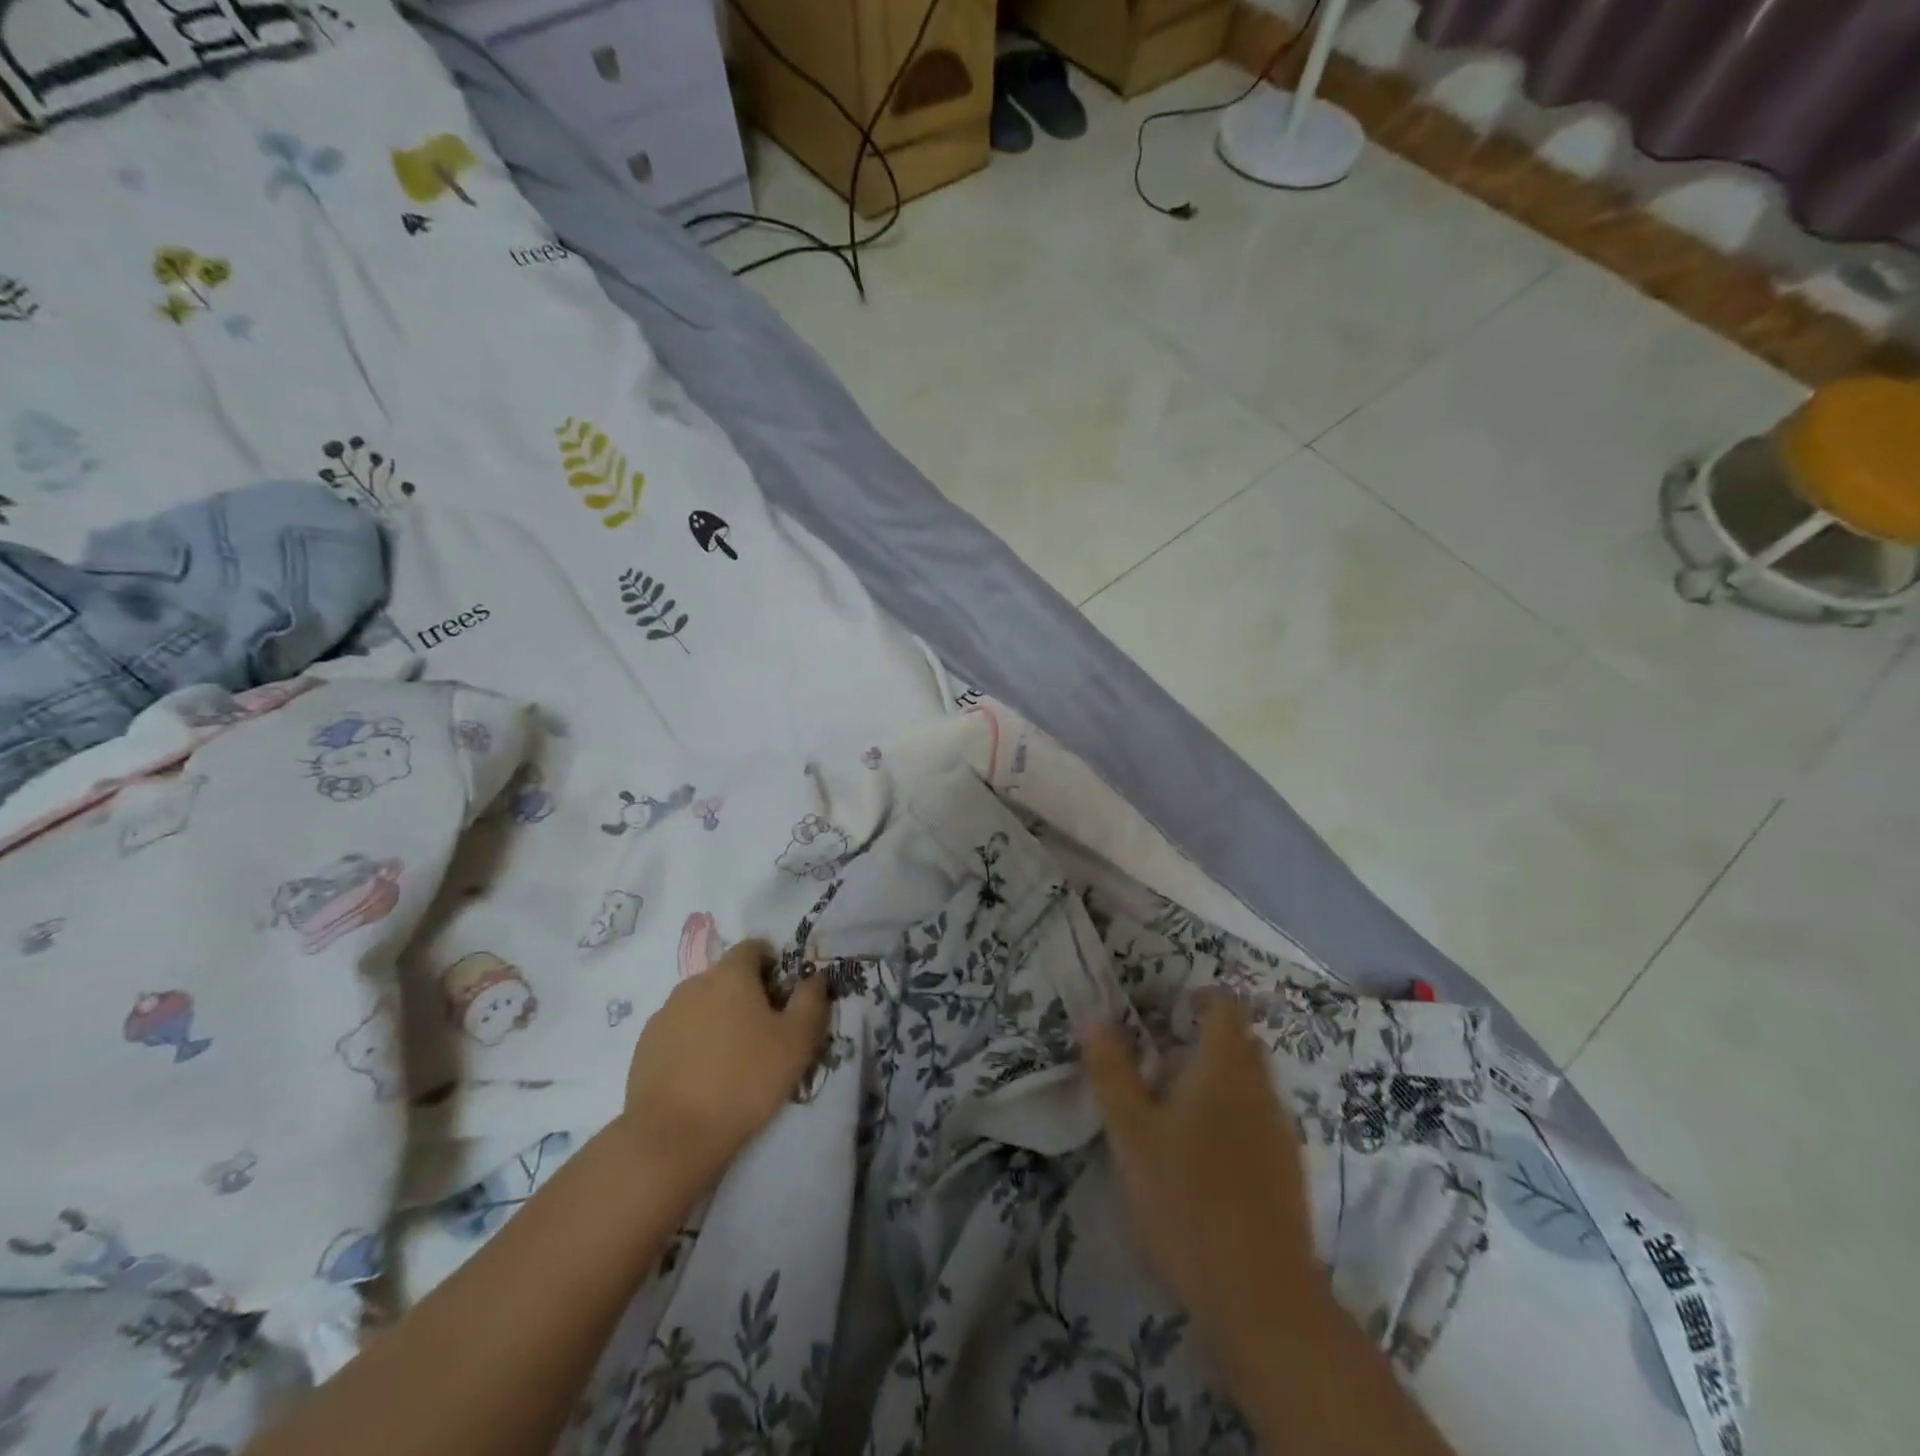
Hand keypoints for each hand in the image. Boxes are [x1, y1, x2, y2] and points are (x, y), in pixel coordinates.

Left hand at [616, 939, 828, 1191]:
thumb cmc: (745, 1081)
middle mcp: (694, 983)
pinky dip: (693, 1042)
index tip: (783, 997)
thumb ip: (811, 1000)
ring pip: (701, 1004)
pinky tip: (703, 1076)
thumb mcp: (797, 1042)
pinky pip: (679, 1031)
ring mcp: (664, 1014)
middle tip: (764, 1033)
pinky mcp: (645, 1046)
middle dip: (746, 994)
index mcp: (730, 974)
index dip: (773, 965)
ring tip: (732, 1059)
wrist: (672, 1137)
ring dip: (718, 1018)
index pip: (753, 947)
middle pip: (727, 976)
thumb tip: (815, 976)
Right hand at [1081, 994, 1318, 1345]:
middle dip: (1201, 1044)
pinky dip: (1230, 1121)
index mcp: (1224, 1067)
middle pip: (1238, 1045)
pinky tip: (1201, 1162)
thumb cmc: (1185, 1198)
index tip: (1166, 1011)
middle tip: (1156, 1066)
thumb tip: (1094, 1017)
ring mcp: (1280, 1133)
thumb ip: (1112, 1071)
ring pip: (1249, 1086)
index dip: (1199, 998)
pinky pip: (1257, 1123)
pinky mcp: (1287, 1173)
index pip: (1225, 1007)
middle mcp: (1260, 1089)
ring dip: (1215, 1085)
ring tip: (1171, 1116)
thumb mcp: (1131, 1133)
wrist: (1260, 1297)